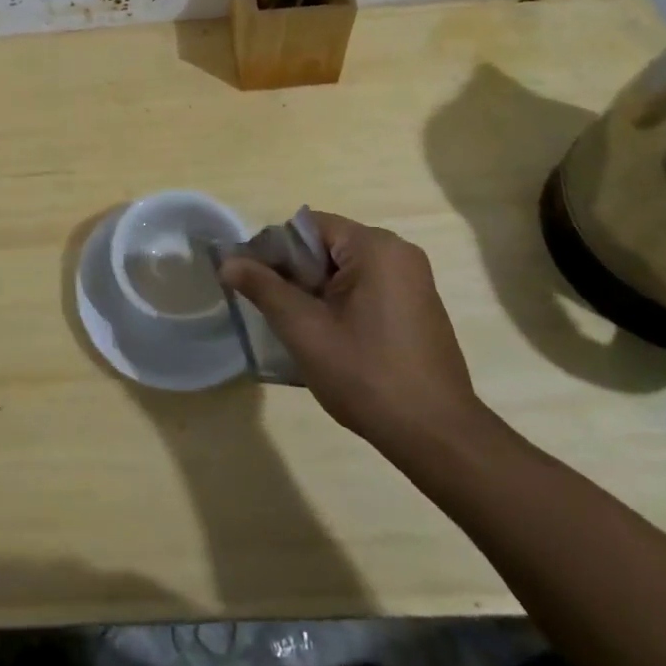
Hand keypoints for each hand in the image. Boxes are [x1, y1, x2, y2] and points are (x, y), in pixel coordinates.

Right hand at [220, 212, 484, 455]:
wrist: (438, 438)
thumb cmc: (367, 375)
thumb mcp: (304, 329)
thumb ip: (263, 288)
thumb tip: (227, 261)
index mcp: (375, 247)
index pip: (307, 227)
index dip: (273, 251)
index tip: (253, 284)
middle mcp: (398, 253)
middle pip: (325, 247)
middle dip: (293, 274)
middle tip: (271, 311)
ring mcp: (413, 281)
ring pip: (343, 271)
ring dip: (314, 292)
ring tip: (297, 329)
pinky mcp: (417, 307)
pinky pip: (365, 289)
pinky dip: (339, 304)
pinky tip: (329, 340)